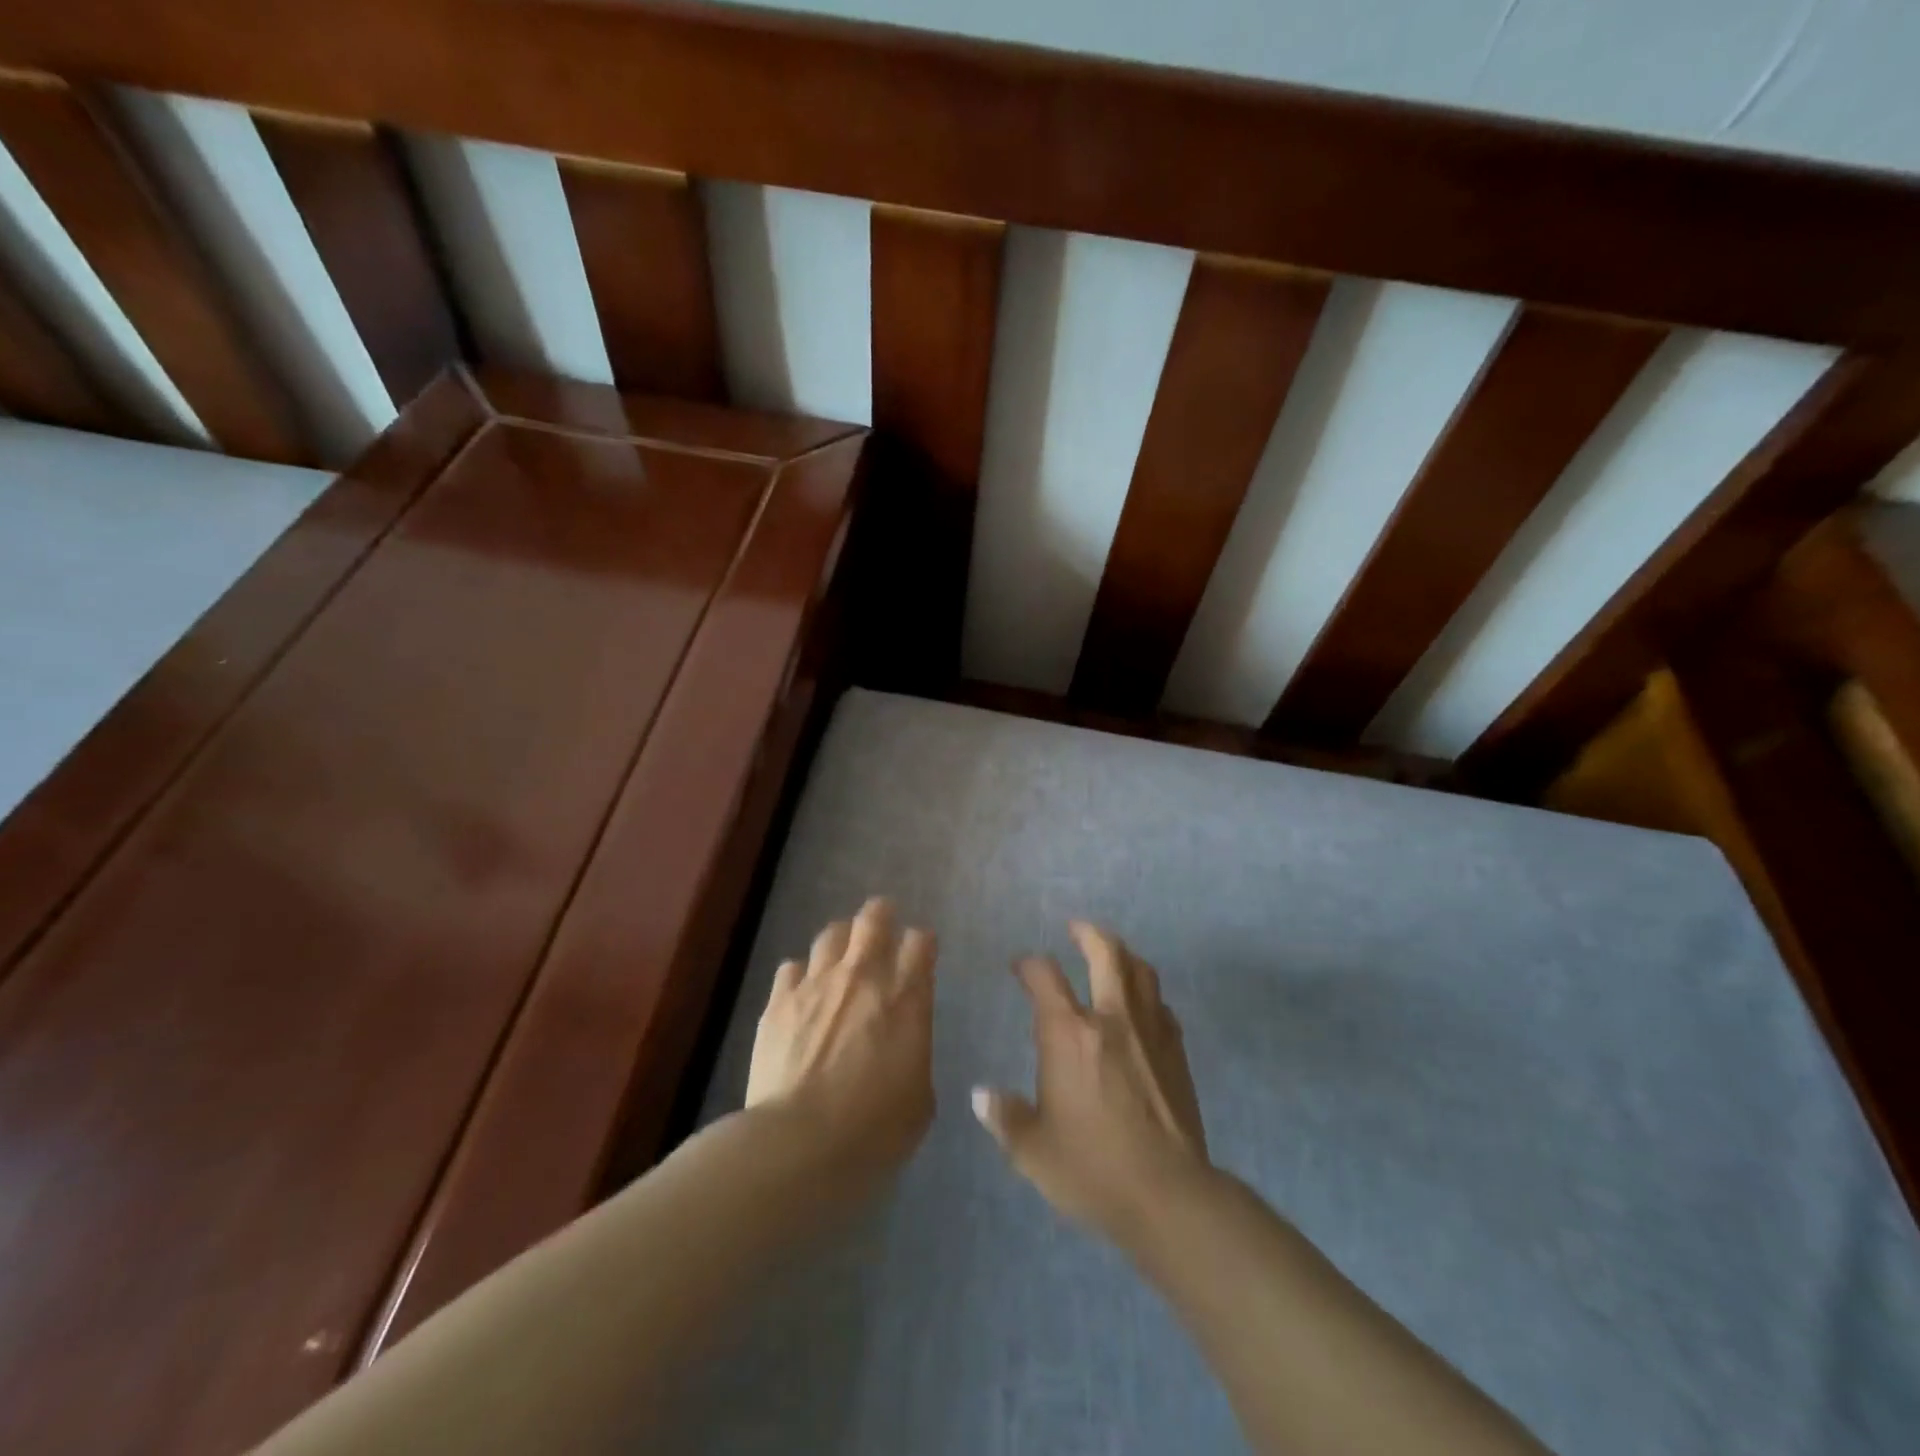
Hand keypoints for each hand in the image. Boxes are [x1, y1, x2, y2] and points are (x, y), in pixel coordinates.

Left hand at [747, 897, 936, 1175]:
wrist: (798, 1144)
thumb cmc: (873, 1131)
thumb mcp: (919, 1100)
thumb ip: (914, 1055)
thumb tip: (903, 1047)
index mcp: (906, 998)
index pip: (921, 941)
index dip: (922, 943)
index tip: (920, 955)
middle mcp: (863, 976)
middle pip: (874, 917)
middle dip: (882, 916)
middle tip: (882, 930)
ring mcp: (816, 983)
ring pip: (831, 934)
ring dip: (841, 941)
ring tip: (840, 958)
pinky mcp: (779, 1001)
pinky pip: (791, 967)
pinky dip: (801, 975)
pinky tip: (801, 994)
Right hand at [973, 921, 1211, 1249]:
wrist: (1168, 1194)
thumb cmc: (1092, 1169)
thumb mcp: (1034, 1150)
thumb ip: (1006, 1117)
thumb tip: (981, 1096)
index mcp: (1069, 1034)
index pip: (1045, 977)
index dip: (1029, 964)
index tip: (1019, 967)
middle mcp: (1111, 1019)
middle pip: (1105, 953)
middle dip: (1087, 934)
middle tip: (1076, 929)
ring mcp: (1150, 1031)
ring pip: (1141, 971)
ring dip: (1123, 955)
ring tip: (1112, 955)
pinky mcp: (1176, 1051)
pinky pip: (1162, 1006)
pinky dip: (1148, 995)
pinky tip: (1142, 1007)